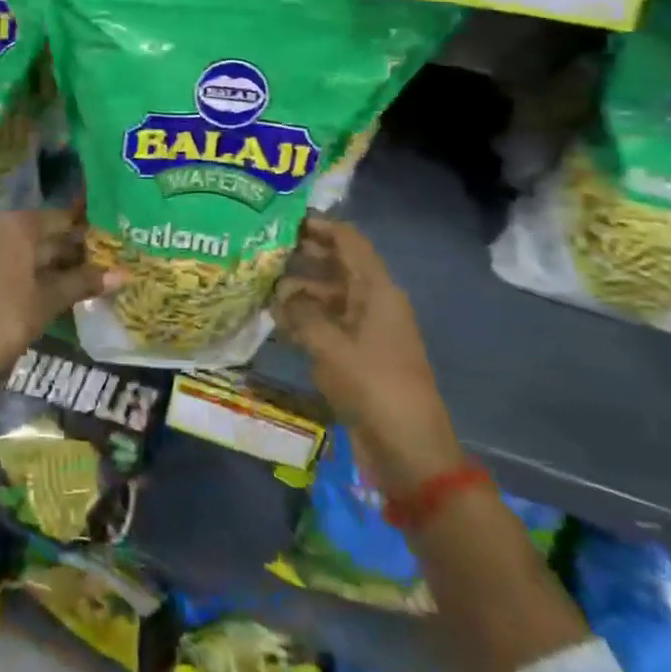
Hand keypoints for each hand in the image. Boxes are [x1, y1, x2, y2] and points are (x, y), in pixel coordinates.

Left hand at [0, 209, 122, 383]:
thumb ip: (83, 282)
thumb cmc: (5, 320)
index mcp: (16, 225)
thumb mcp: (48, 301)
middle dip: (66, 249)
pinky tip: (38, 288)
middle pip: (38, 232)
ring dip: (45, 261)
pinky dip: (21, 269)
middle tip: (96, 266)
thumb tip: (123, 274)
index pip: (60, 219)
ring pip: (19, 247)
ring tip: (73, 280)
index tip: (107, 245)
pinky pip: (1, 258)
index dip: (85, 232)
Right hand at [273, 217, 463, 494]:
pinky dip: (305, 319)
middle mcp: (374, 302)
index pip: (348, 241)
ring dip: (299, 290)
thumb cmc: (373, 387)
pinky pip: (329, 324)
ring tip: (260, 287)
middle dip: (302, 256)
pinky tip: (276, 321)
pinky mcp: (359, 355)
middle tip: (261, 251)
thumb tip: (280, 294)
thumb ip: (301, 312)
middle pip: (338, 265)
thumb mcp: (329, 346)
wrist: (410, 451)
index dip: (319, 225)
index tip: (282, 219)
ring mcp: (367, 330)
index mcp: (377, 290)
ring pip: (330, 295)